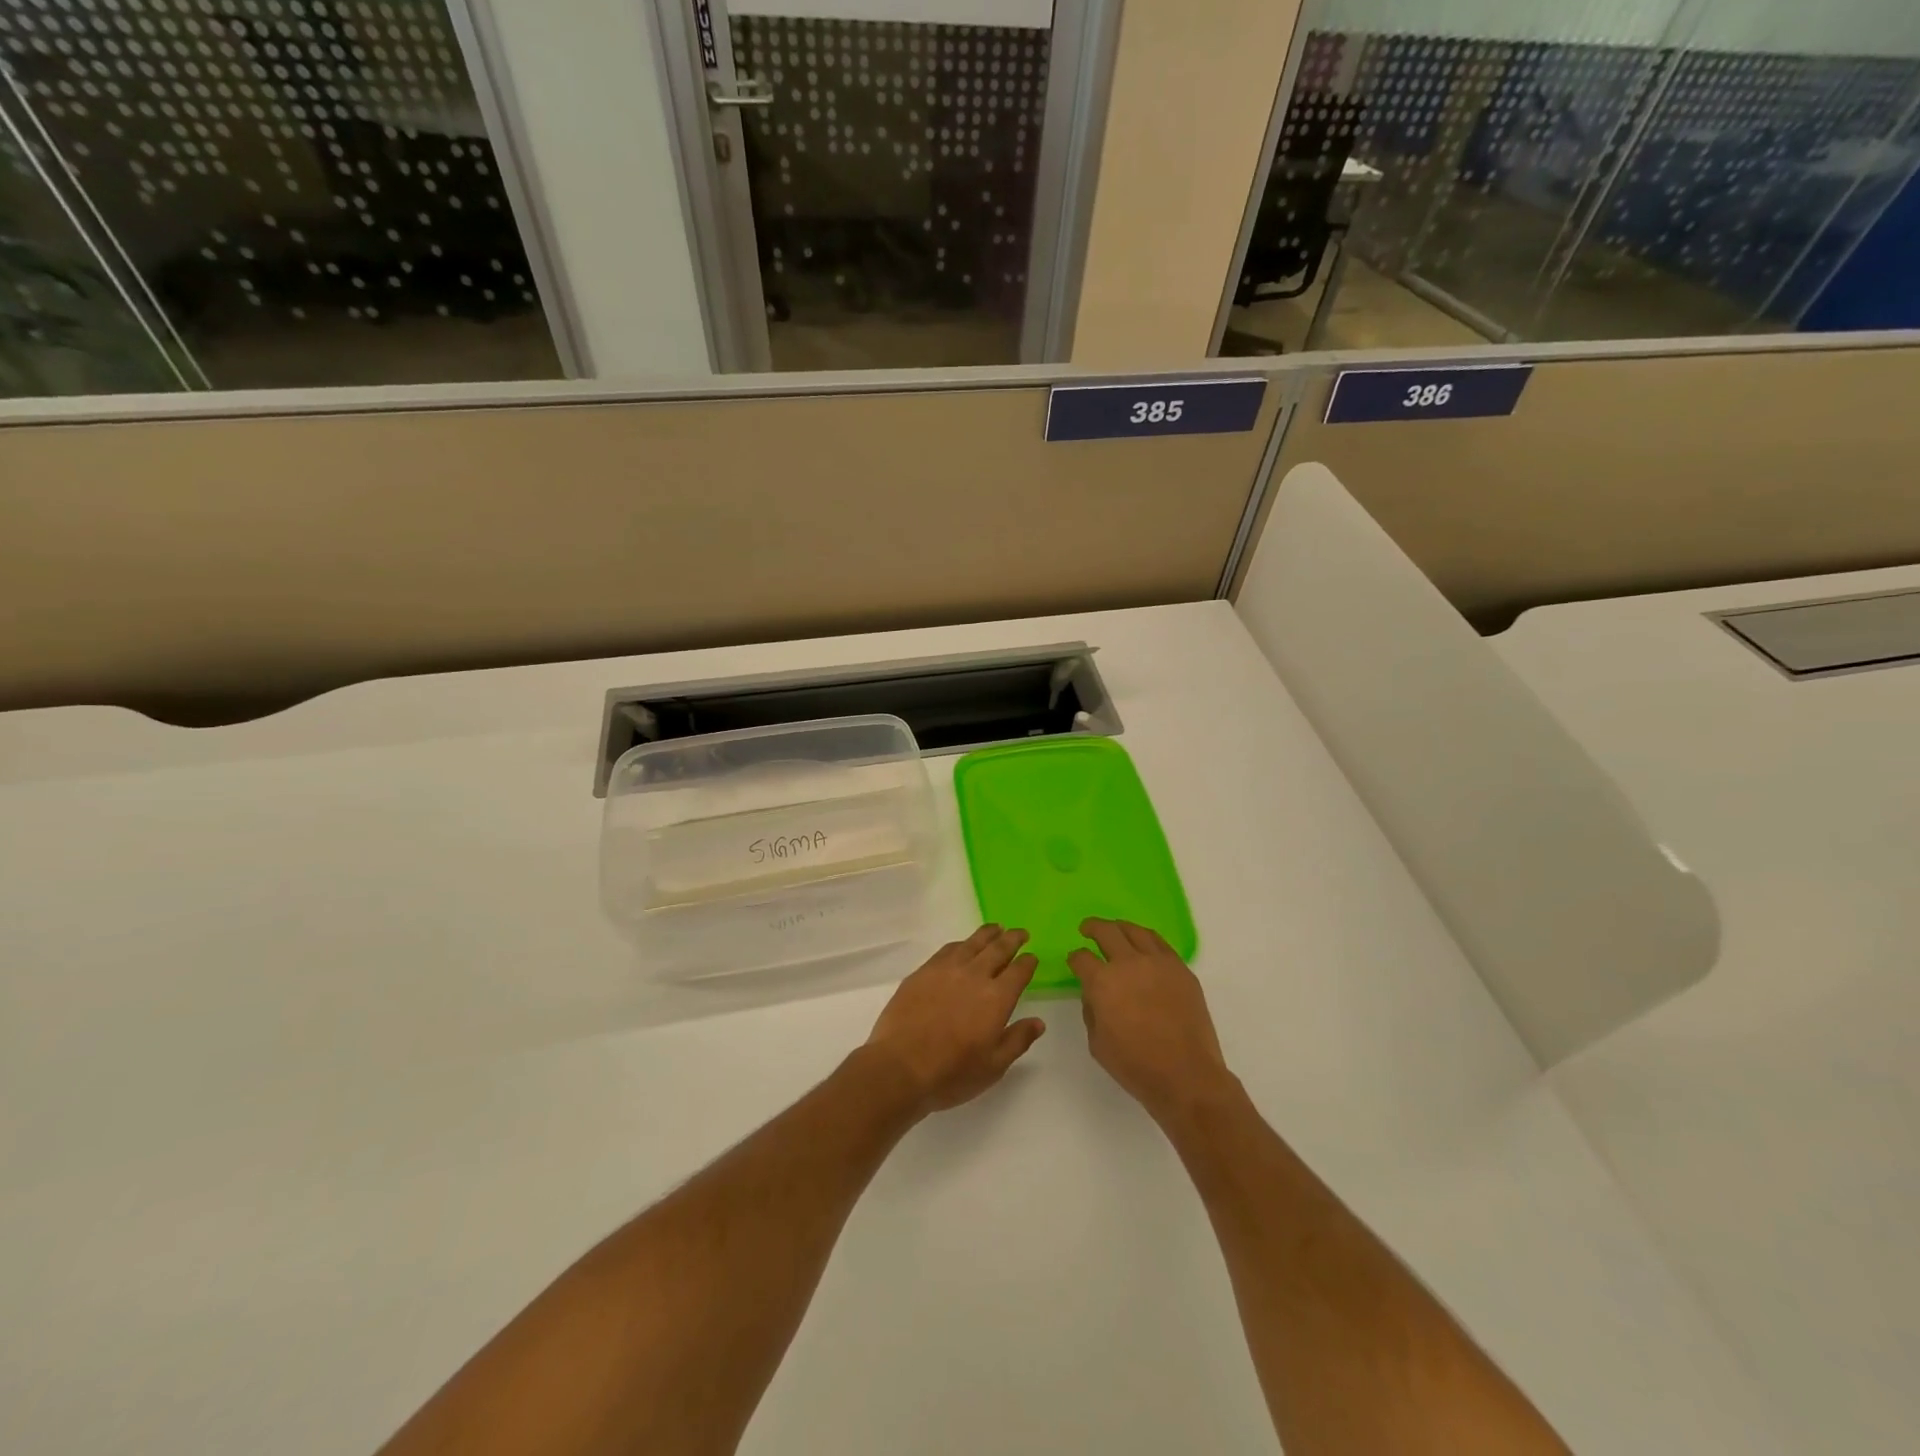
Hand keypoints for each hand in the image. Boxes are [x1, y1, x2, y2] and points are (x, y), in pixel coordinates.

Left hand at [864, 925, 1045, 1114]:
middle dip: (1012, 939)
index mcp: (997, 998)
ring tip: (996, 928)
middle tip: (1020, 933)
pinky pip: (948, 949)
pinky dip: (961, 943)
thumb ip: (1017, 1040)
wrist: (900, 1066)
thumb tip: (1038, 1022)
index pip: (1019, 972)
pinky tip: (962, 946)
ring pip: (972, 943)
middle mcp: (975, 975)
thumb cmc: (952, 1073)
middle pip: (998, 949)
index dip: (1028, 962)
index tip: (1032, 957)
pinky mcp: (924, 971)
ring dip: (988, 934)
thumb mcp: (993, 1066)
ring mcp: (947, 970)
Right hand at [1069, 919, 1233, 1126]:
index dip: (1075, 958)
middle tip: (1087, 929)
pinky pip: (1161, 943)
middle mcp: (1129, 963)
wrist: (1186, 1075)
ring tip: (1116, 930)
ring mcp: (1158, 963)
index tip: (1075, 961)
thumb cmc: (1136, 1065)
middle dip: (1093, 928)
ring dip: (1120, 927)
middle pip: (1107, 931)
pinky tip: (1144, 944)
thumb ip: (1091, 1010)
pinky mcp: (1181, 969)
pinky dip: (1147, 939)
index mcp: (1103, 981)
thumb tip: (1094, 992)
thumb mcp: (1097, 1043)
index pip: (1082, 958)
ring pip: (1136, 931)